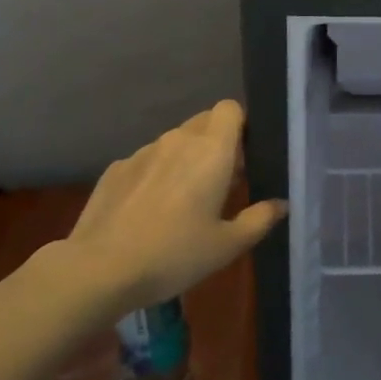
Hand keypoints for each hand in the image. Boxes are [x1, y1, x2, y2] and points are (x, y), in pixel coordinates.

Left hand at [62, 101, 284, 306]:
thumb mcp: (227, 245)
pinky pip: (147, 161)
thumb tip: (282, 204)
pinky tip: (148, 212)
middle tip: (220, 182)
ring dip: (185, 159)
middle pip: (204, 122)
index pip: (230, 108)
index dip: (240, 125)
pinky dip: (155, 175)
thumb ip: (259, 219)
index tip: (244, 156)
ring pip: (174, 142)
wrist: (99, 270)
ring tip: (182, 201)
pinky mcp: (115, 169)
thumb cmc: (174, 254)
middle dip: (216, 143)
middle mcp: (178, 140)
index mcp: (211, 150)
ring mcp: (142, 152)